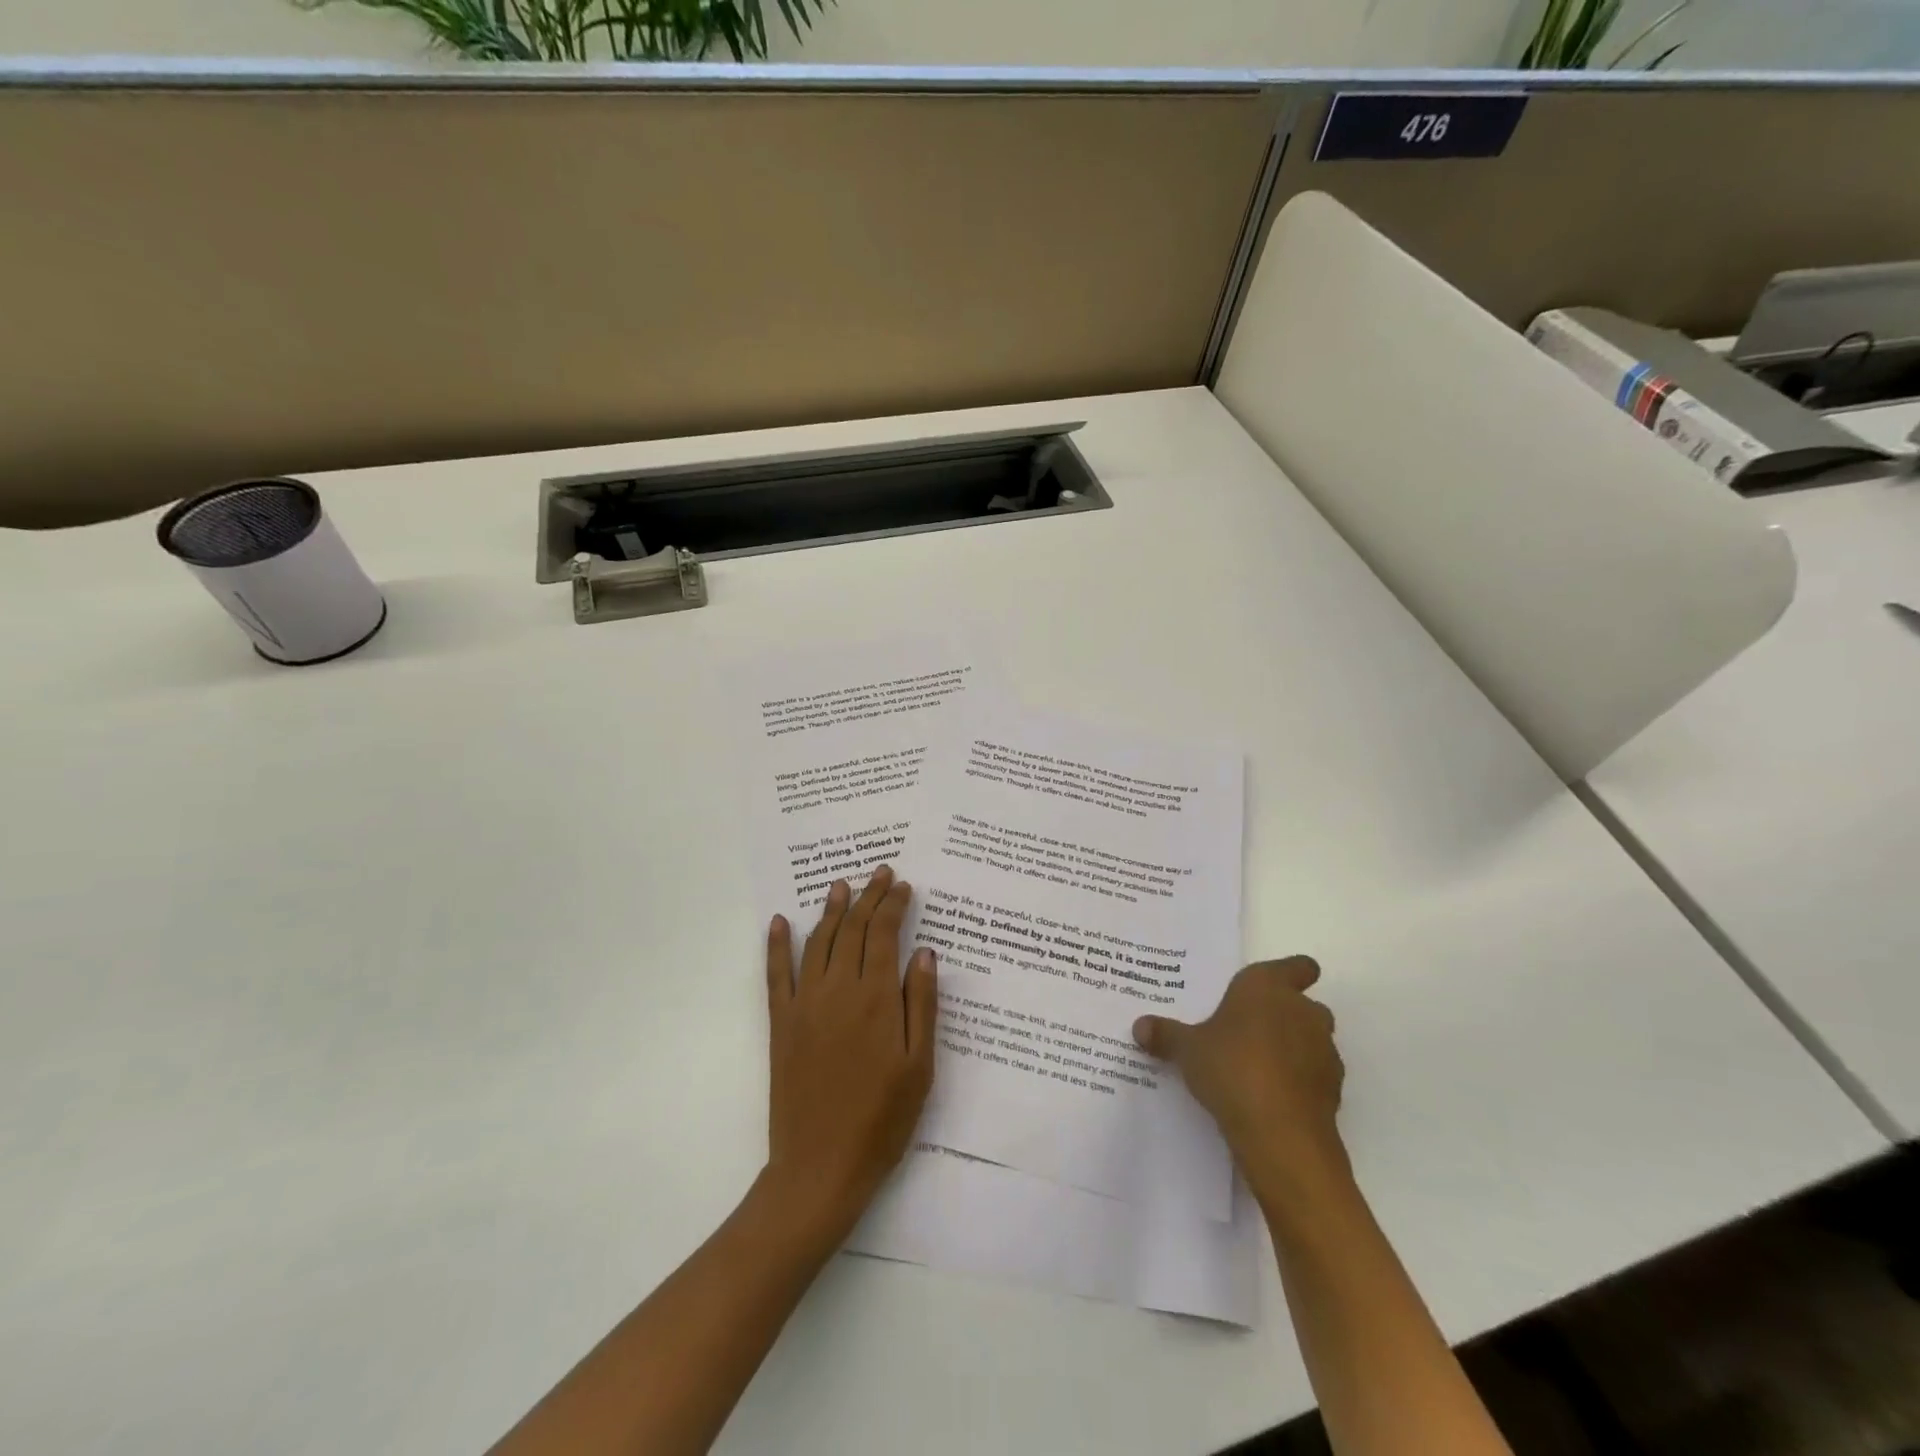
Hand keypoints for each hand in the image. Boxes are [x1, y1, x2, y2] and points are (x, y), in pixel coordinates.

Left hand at [763, 866, 937, 1243]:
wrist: (821, 1167)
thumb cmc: (882, 1119)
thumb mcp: (919, 1066)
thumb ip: (922, 1004)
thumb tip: (924, 952)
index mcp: (876, 999)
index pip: (885, 934)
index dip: (894, 905)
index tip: (904, 885)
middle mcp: (838, 990)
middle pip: (854, 929)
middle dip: (869, 896)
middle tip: (880, 872)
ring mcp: (805, 1004)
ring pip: (819, 942)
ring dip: (831, 910)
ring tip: (842, 885)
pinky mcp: (781, 1023)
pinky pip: (776, 974)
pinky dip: (777, 944)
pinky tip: (781, 921)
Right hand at [1133, 957, 1347, 1208]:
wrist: (1280, 1134)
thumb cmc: (1231, 1068)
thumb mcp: (1186, 1049)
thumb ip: (1166, 1034)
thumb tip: (1139, 1027)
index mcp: (1268, 987)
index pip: (1299, 966)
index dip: (1292, 974)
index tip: (1272, 988)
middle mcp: (1303, 1011)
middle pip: (1304, 1005)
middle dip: (1283, 1016)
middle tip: (1248, 1032)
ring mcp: (1324, 1051)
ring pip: (1312, 1040)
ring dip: (1294, 1049)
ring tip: (1257, 1069)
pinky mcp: (1333, 1090)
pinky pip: (1315, 1076)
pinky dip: (1300, 1082)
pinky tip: (1272, 1098)